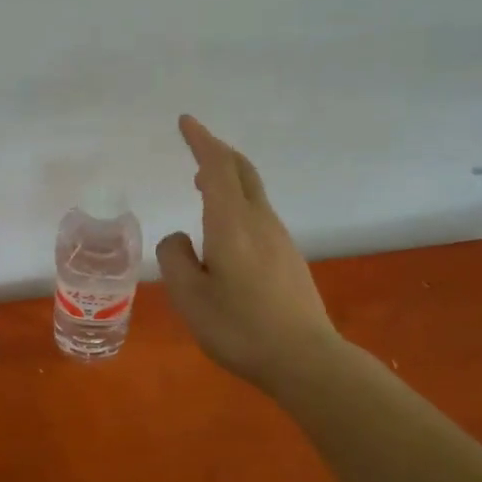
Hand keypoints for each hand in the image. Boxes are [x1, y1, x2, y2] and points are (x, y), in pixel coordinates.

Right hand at [157, 115, 342, 391]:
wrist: (305, 359)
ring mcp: (279, 238)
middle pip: (242, 171)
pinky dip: (237, 201)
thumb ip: (176, 259)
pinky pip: (258, 213)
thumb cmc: (240, 328)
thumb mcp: (189, 297)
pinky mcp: (288, 257)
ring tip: (202, 183)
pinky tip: (225, 227)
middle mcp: (260, 221)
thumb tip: (180, 238)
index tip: (185, 122)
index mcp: (232, 224)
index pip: (217, 168)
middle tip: (196, 143)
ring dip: (227, 177)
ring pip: (252, 192)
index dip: (201, 141)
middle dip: (218, 150)